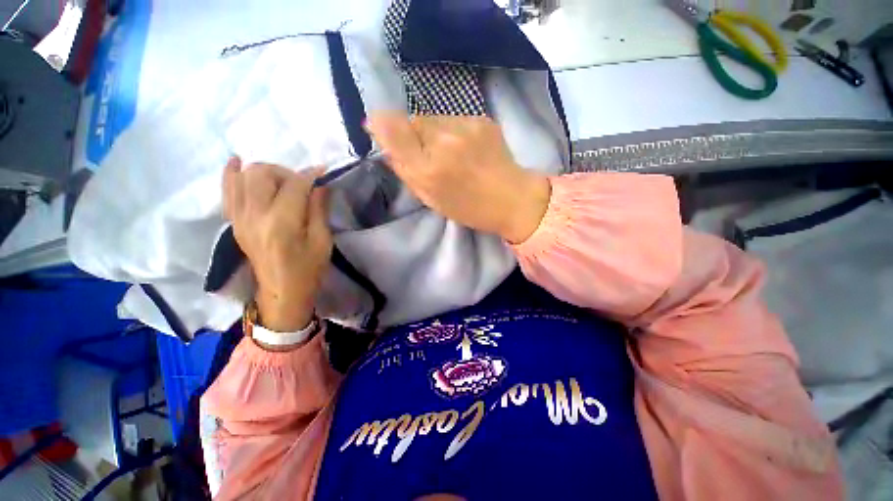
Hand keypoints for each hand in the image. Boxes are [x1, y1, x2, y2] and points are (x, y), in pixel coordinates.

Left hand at [223, 157, 331, 331]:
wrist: (282, 291)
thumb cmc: (308, 269)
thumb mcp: (322, 241)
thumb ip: (319, 210)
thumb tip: (321, 185)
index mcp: (281, 223)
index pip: (294, 185)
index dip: (310, 174)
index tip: (323, 171)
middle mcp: (254, 215)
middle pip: (261, 173)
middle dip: (285, 171)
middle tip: (302, 184)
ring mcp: (239, 218)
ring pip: (243, 177)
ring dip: (264, 172)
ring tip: (281, 180)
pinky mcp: (234, 222)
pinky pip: (227, 190)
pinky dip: (231, 174)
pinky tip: (237, 163)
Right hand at [365, 113, 550, 243]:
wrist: (512, 198)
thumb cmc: (469, 207)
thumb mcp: (430, 199)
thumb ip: (405, 171)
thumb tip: (387, 147)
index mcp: (428, 169)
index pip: (392, 128)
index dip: (380, 124)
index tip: (376, 127)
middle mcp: (443, 141)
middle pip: (411, 119)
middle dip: (409, 132)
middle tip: (422, 151)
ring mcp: (465, 126)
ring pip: (432, 118)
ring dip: (430, 131)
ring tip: (447, 152)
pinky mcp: (481, 119)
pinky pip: (453, 119)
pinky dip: (450, 130)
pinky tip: (463, 147)